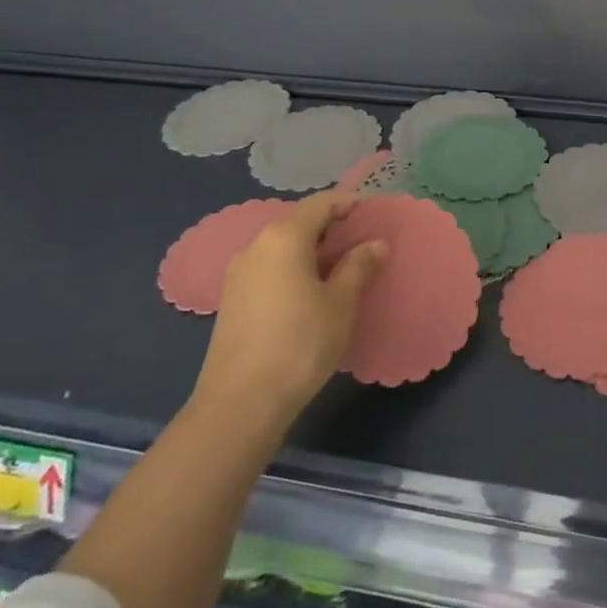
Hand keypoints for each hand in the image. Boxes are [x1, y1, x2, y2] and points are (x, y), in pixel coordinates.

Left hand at [192, 189, 385, 422]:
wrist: (240, 404)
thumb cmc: (300, 343)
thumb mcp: (340, 303)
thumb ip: (358, 266)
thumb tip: (375, 244)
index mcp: (284, 237)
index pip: (320, 203)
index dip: (347, 203)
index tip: (372, 213)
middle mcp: (256, 246)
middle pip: (298, 222)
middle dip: (330, 227)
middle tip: (361, 242)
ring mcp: (239, 274)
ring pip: (282, 246)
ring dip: (311, 249)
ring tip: (340, 268)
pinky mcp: (231, 300)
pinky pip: (269, 268)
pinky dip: (293, 268)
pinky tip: (310, 292)